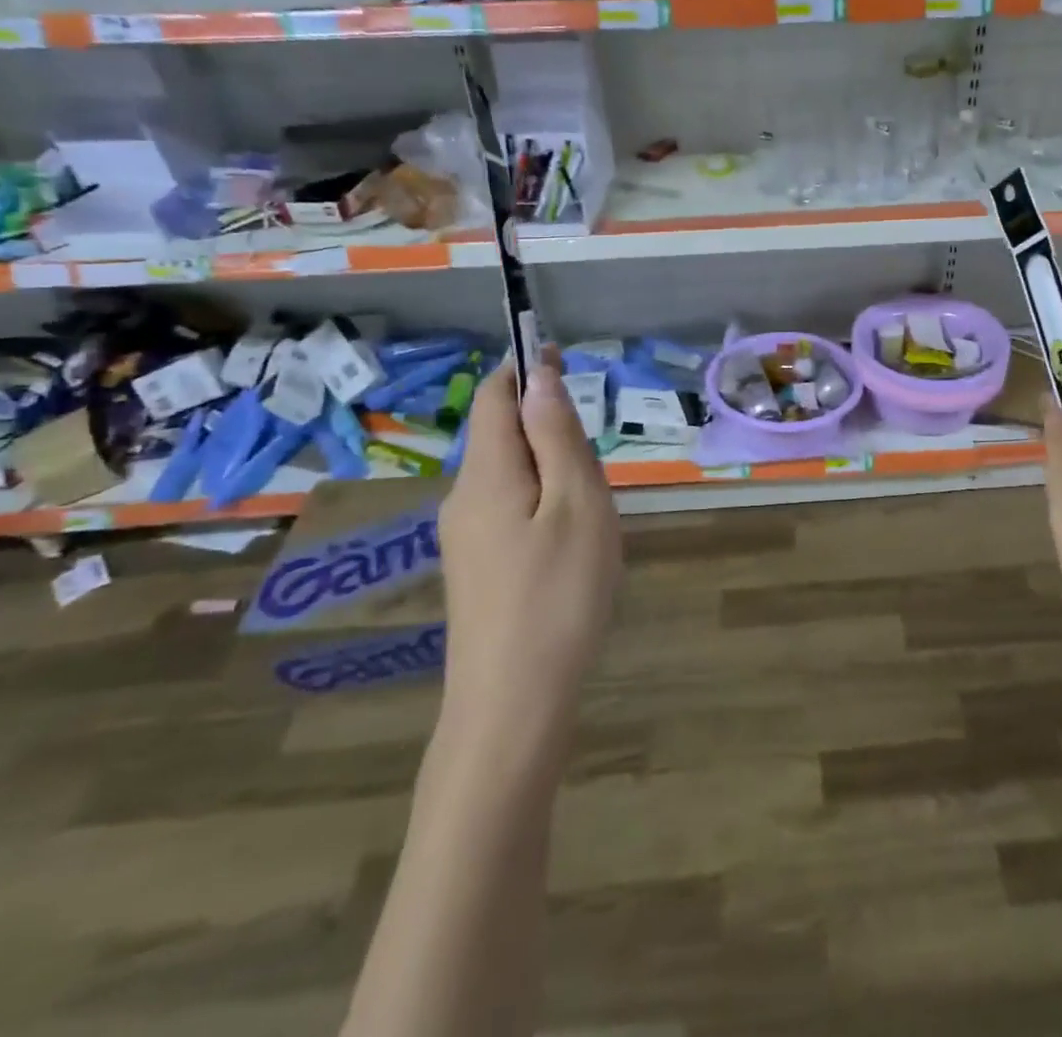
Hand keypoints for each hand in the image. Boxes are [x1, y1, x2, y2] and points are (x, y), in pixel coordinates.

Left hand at [436, 348, 622, 732]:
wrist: (512, 704)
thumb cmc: (558, 595)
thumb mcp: (576, 504)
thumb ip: (556, 436)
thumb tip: (540, 376)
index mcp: (487, 473)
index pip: (494, 396)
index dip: (525, 367)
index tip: (564, 356)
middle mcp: (463, 497)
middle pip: (502, 435)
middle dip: (548, 428)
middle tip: (597, 471)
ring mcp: (464, 537)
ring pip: (511, 476)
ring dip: (550, 471)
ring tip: (591, 515)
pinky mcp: (474, 568)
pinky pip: (509, 510)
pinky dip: (543, 503)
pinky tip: (569, 548)